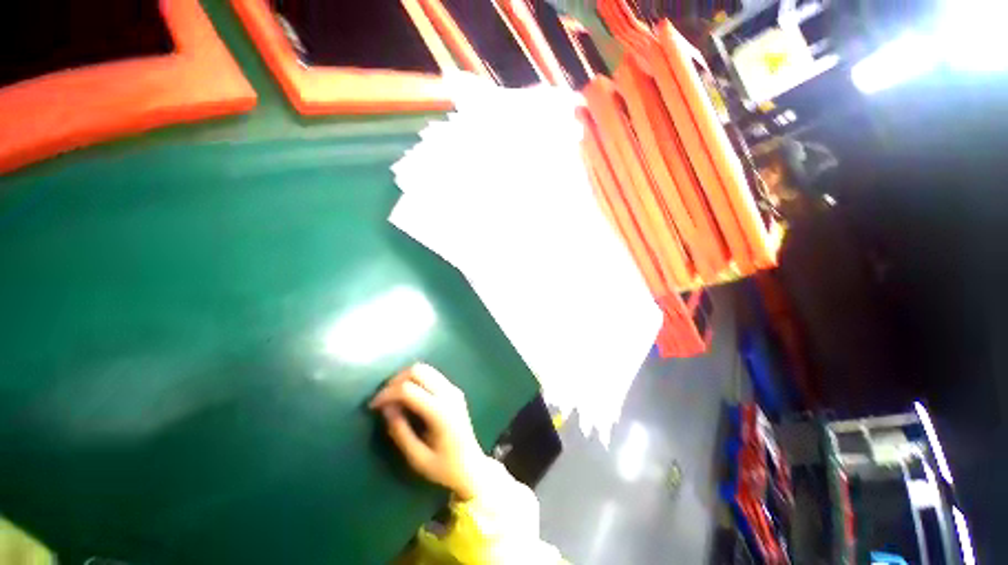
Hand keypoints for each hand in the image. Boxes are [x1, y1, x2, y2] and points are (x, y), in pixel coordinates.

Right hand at [370, 364, 486, 499]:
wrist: (472, 465)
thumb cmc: (444, 468)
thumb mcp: (417, 458)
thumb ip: (400, 432)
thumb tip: (385, 408)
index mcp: (440, 412)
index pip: (408, 389)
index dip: (387, 393)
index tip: (372, 406)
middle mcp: (449, 394)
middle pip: (418, 370)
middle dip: (395, 380)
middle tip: (382, 399)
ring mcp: (453, 389)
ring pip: (425, 369)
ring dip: (405, 378)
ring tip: (392, 397)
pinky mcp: (454, 390)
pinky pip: (432, 375)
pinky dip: (416, 380)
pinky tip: (408, 396)